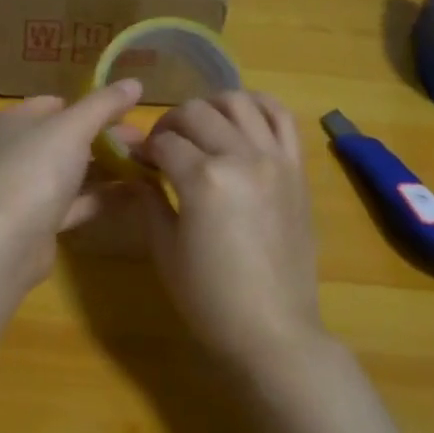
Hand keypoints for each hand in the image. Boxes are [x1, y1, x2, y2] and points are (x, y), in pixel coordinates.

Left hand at [0, 80, 144, 282]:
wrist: (7, 241)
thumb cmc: (36, 170)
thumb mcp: (74, 127)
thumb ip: (105, 104)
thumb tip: (135, 82)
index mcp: (15, 122)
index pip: (56, 104)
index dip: (91, 105)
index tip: (128, 112)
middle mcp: (17, 151)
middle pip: (67, 138)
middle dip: (106, 138)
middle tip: (146, 142)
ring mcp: (27, 188)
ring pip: (73, 172)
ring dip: (108, 168)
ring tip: (148, 165)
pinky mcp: (40, 221)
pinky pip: (76, 202)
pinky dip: (102, 197)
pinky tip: (136, 193)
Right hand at [137, 91, 325, 370]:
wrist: (273, 330)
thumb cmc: (209, 298)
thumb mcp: (165, 250)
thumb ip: (150, 201)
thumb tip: (139, 171)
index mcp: (203, 178)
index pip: (164, 142)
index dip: (144, 147)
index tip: (136, 159)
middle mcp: (241, 156)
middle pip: (196, 113)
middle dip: (170, 124)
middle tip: (162, 147)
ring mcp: (275, 158)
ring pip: (239, 102)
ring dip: (211, 106)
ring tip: (200, 127)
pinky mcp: (297, 168)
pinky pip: (282, 117)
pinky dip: (259, 105)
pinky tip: (241, 117)